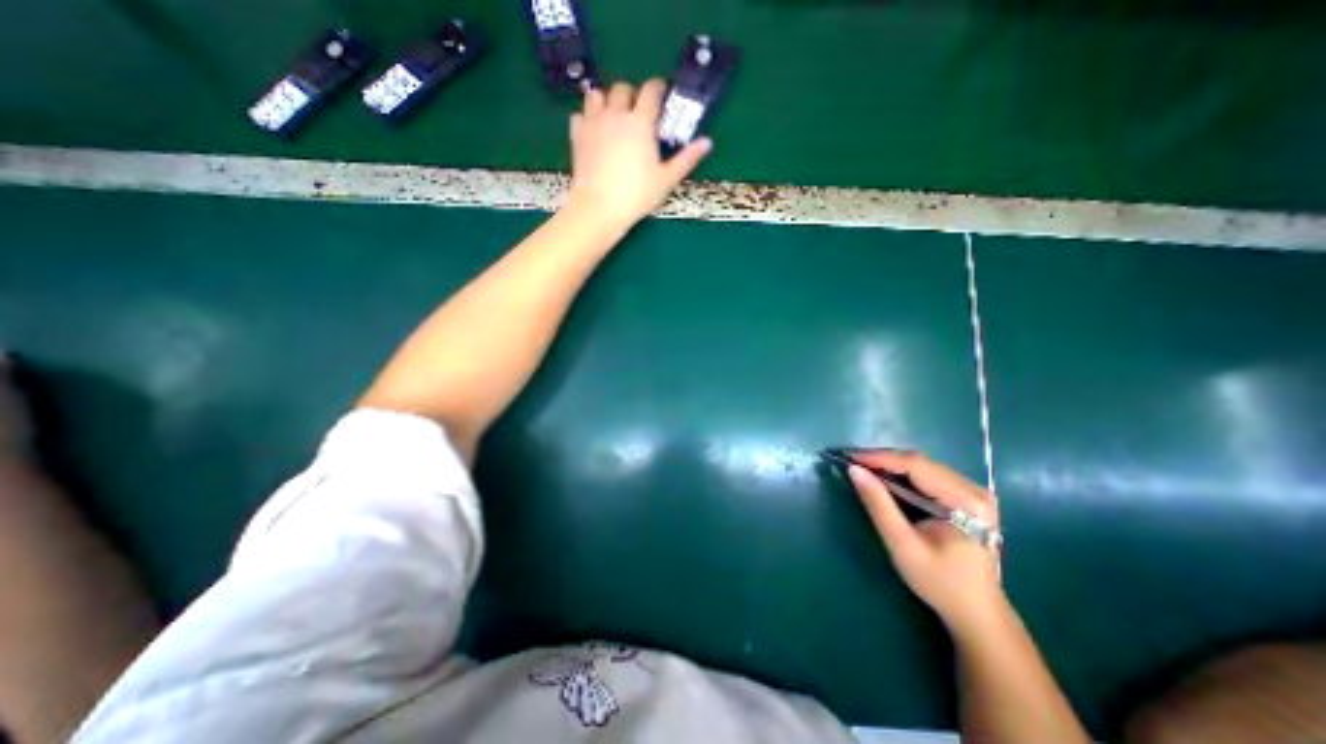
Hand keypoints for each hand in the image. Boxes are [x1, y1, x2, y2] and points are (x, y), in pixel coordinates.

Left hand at [570, 75, 715, 229]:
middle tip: (637, 112)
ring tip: (613, 117)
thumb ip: (687, 158)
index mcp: (640, 121)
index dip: (657, 88)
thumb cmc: (637, 195)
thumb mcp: (667, 179)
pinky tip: (594, 132)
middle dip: (631, 95)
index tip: (661, 95)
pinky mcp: (577, 135)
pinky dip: (587, 118)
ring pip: (597, 94)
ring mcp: (593, 123)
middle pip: (622, 88)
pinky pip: (579, 115)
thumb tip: (707, 142)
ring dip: (606, 100)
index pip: (650, 90)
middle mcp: (616, 114)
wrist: (599, 208)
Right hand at [848, 450, 1005, 636]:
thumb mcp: (902, 545)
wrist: (977, 612)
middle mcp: (974, 489)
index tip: (849, 457)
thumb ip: (879, 505)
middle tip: (853, 464)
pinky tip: (886, 480)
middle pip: (920, 462)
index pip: (916, 466)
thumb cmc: (940, 582)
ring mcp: (973, 492)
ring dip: (891, 465)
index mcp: (966, 501)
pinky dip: (903, 474)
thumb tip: (854, 470)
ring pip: (923, 466)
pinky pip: (928, 475)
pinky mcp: (967, 497)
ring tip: (864, 470)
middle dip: (883, 460)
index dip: (880, 458)